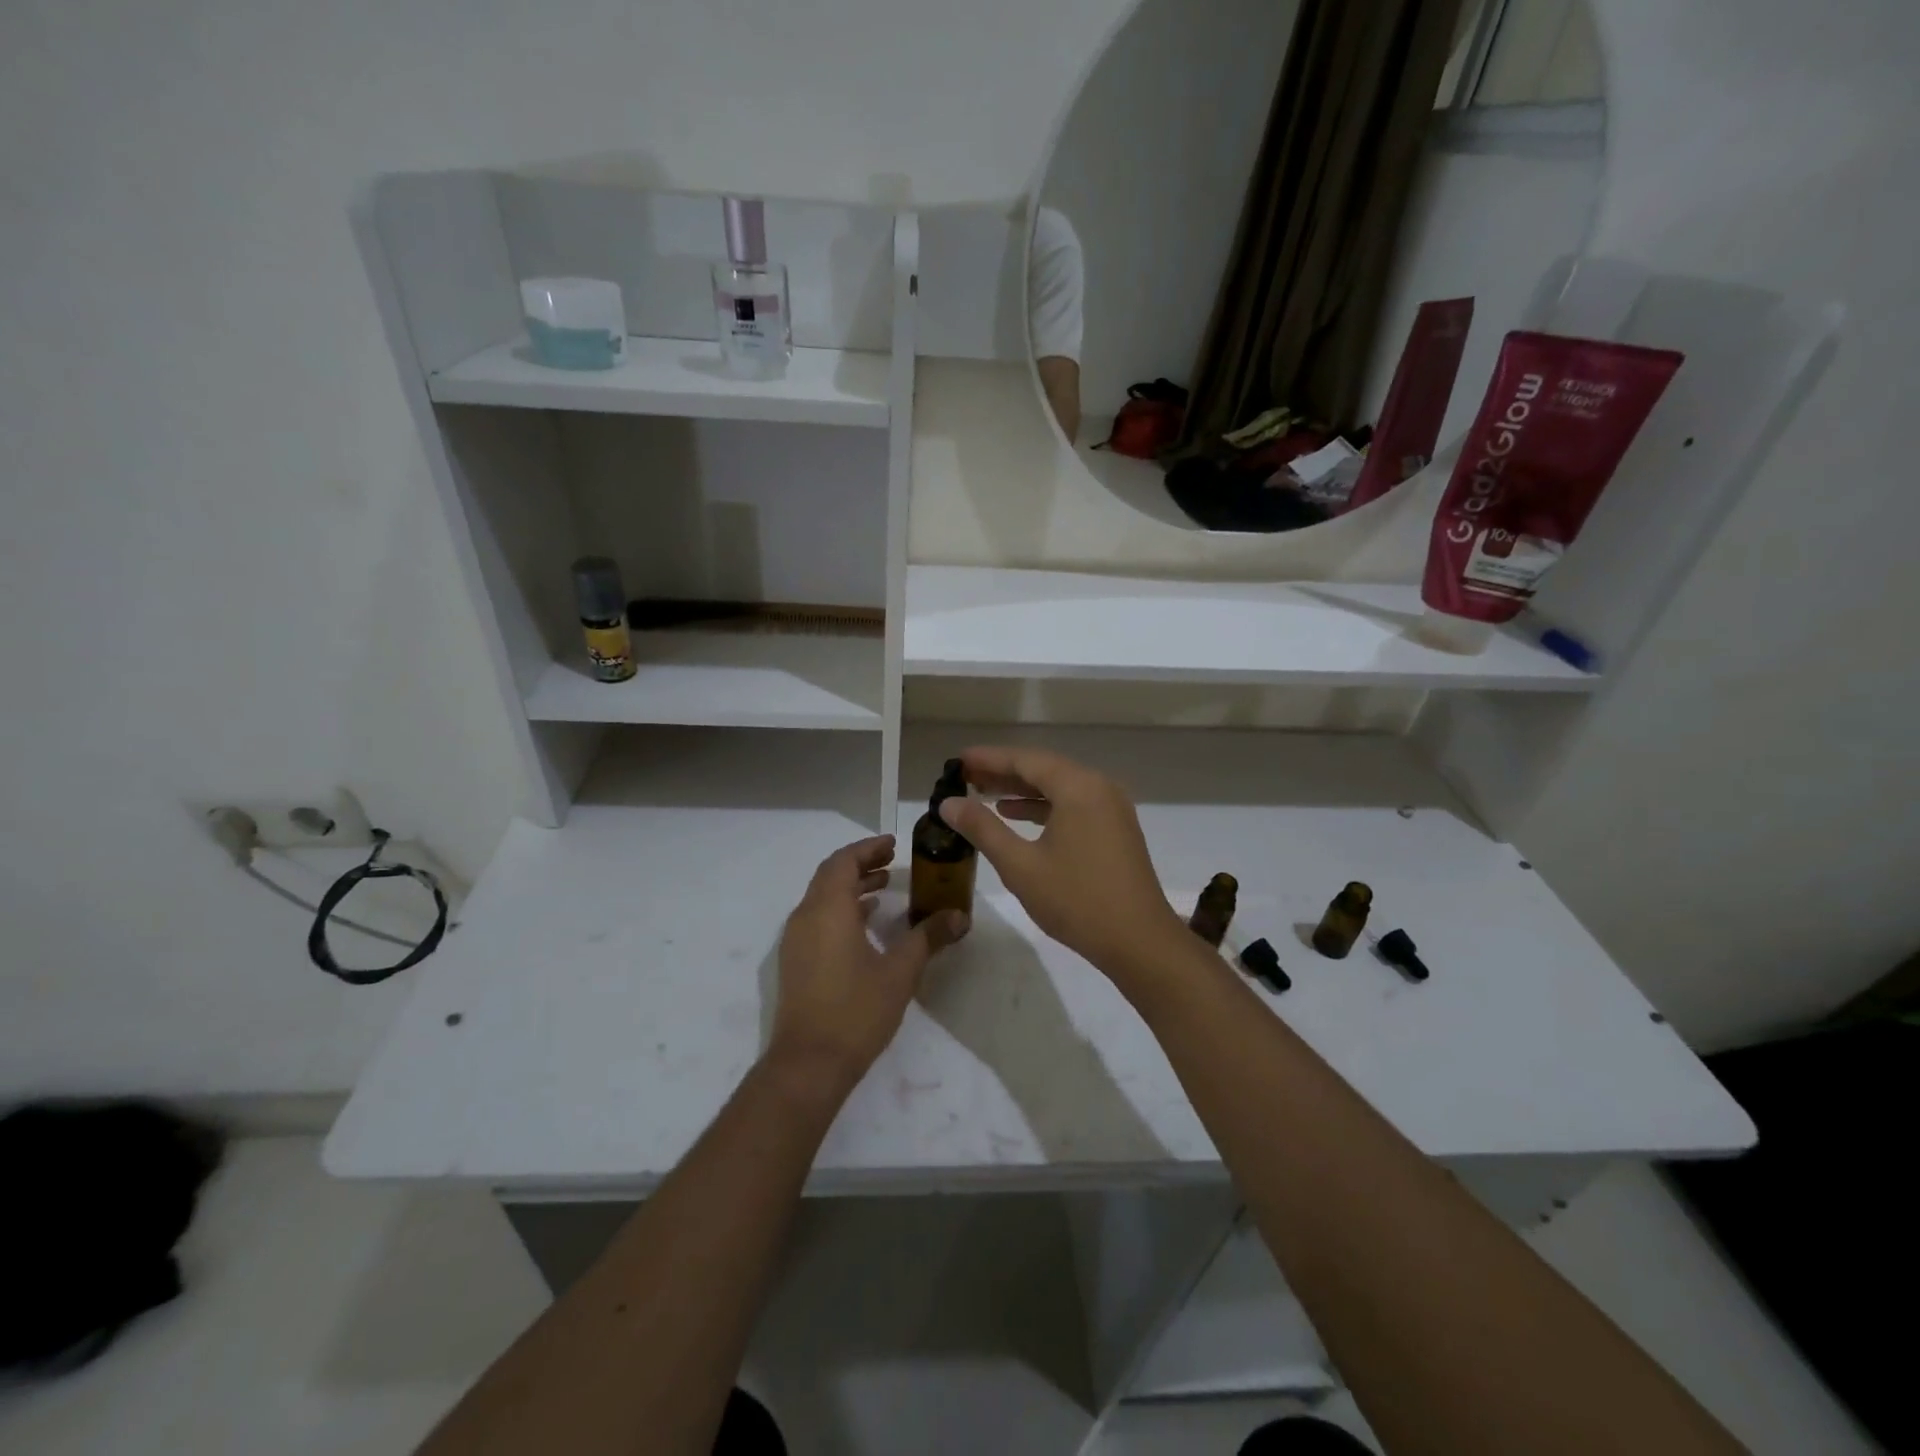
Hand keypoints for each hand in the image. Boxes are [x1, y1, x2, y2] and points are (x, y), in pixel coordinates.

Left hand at [766, 834, 967, 1097]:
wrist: (809, 1064)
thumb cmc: (856, 1011)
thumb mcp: (900, 972)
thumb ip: (928, 938)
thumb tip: (959, 916)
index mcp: (828, 910)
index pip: (844, 862)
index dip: (868, 849)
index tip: (893, 845)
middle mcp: (806, 917)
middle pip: (830, 875)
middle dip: (861, 864)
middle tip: (892, 863)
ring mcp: (796, 940)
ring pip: (822, 898)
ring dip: (851, 887)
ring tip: (884, 889)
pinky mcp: (795, 961)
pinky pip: (817, 919)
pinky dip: (841, 910)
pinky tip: (865, 925)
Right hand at [938, 746, 1187, 983]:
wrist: (1139, 942)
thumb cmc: (1077, 900)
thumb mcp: (1020, 865)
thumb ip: (983, 829)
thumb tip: (949, 803)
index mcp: (1078, 787)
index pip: (1026, 760)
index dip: (989, 758)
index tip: (958, 760)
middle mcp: (1098, 787)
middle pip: (1044, 769)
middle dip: (1004, 772)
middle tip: (966, 776)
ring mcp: (1111, 808)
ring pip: (1059, 787)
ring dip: (1023, 790)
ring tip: (984, 795)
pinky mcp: (1115, 828)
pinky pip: (1073, 804)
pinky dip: (1044, 806)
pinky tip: (1017, 817)